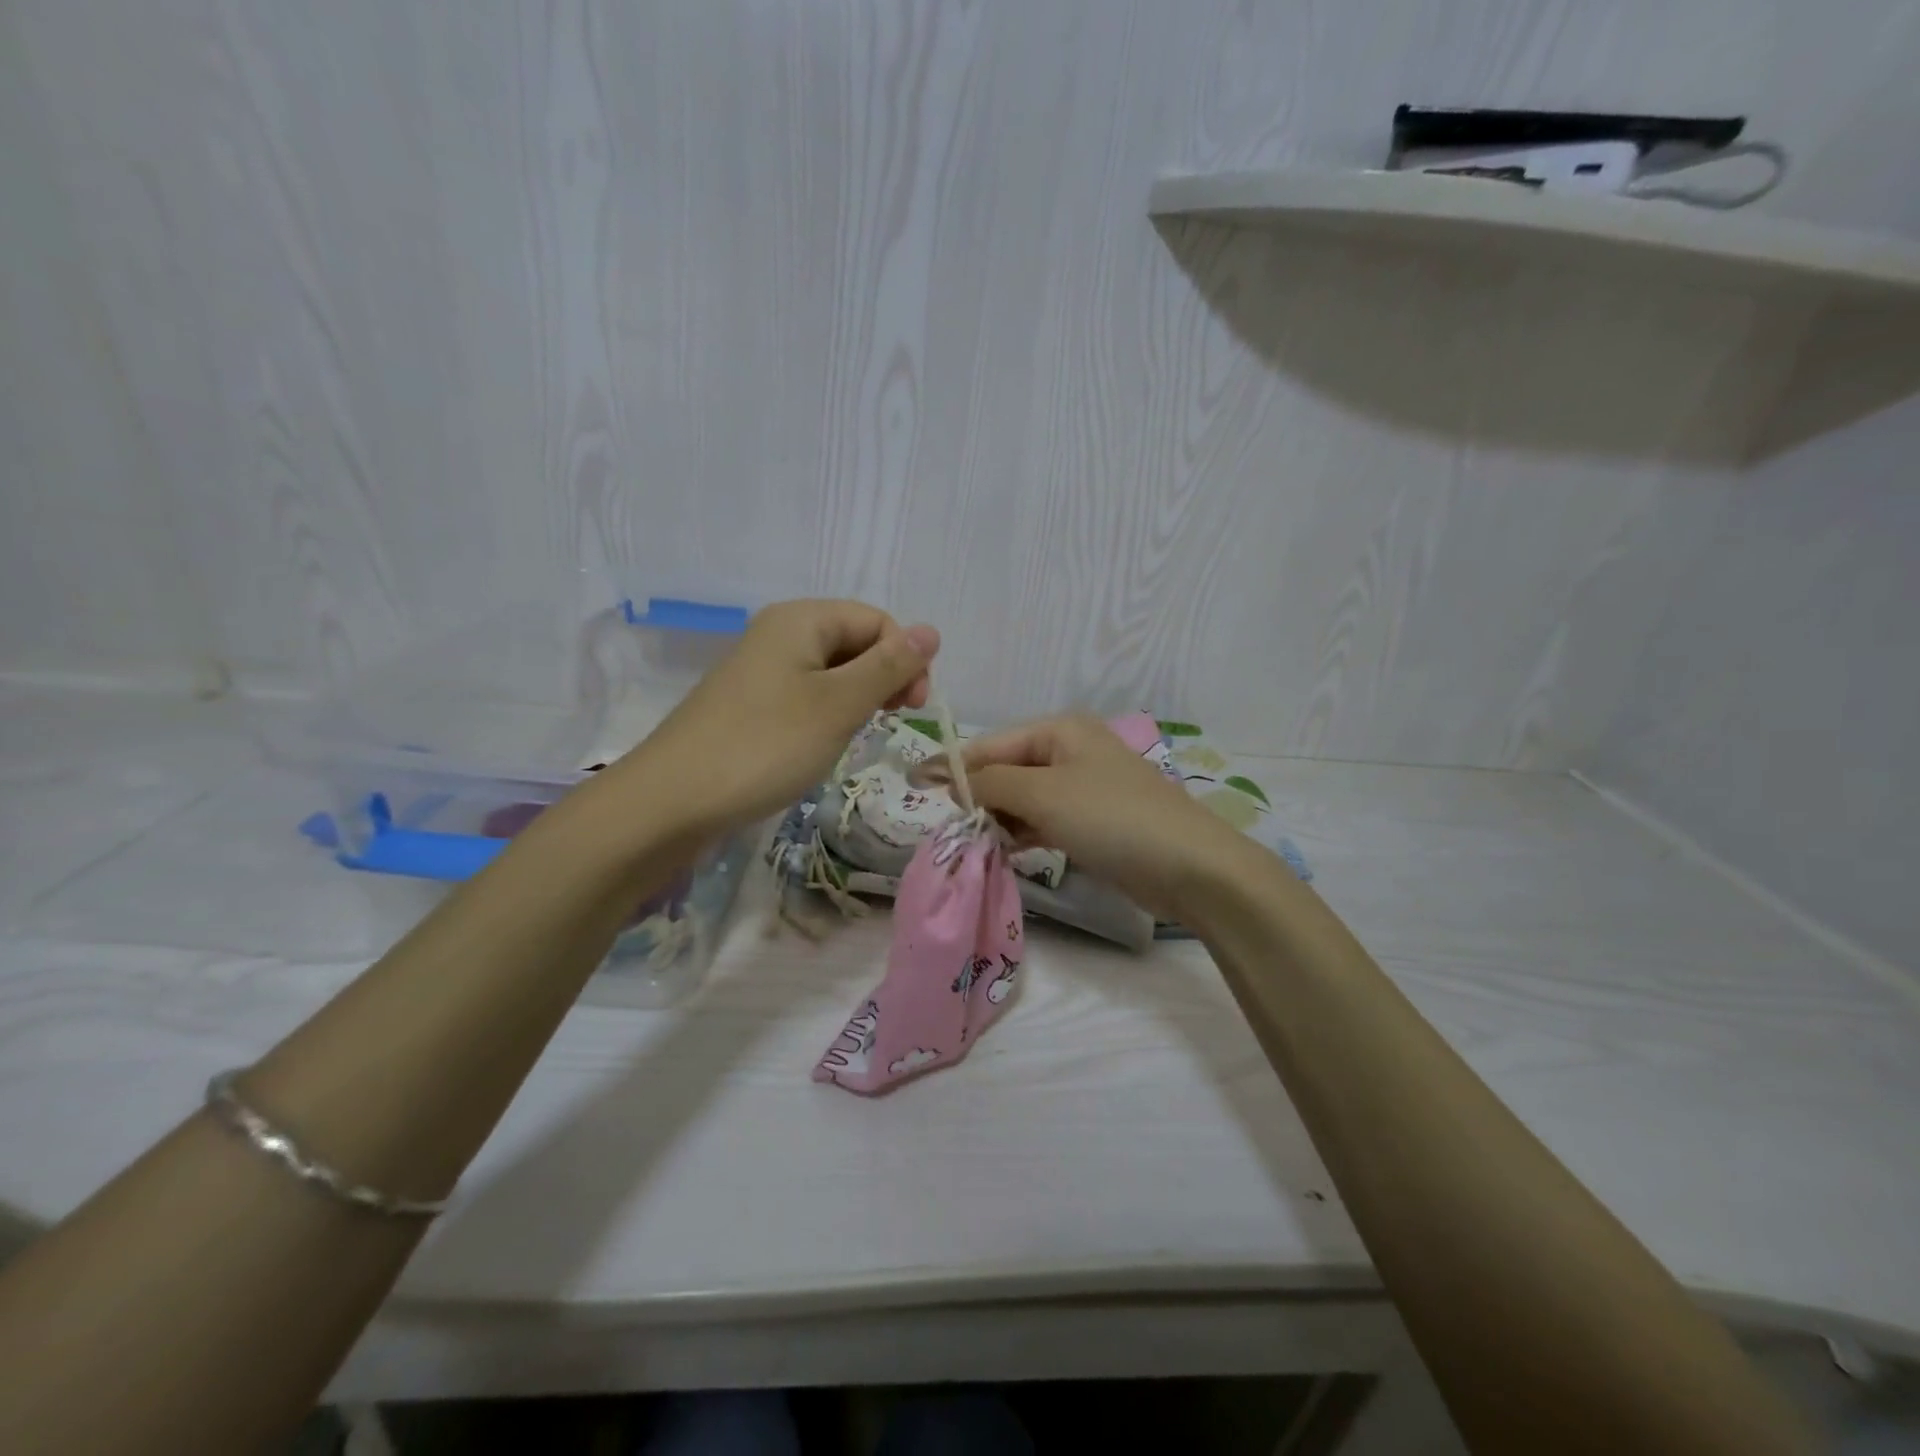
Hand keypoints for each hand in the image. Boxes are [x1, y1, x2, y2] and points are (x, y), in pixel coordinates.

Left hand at [629, 599, 938, 834]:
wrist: (673, 801)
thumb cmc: (766, 746)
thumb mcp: (839, 705)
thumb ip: (889, 667)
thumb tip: (932, 631)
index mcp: (801, 619)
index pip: (877, 621)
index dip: (905, 659)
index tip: (912, 709)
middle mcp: (780, 633)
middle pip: (854, 641)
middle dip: (882, 678)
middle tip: (888, 723)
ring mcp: (761, 669)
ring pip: (832, 672)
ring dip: (856, 699)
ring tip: (854, 736)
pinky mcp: (750, 704)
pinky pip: (805, 695)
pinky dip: (827, 714)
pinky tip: (823, 744)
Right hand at [962, 714, 1251, 921]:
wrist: (1189, 867)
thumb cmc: (1111, 817)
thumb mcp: (1043, 794)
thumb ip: (990, 783)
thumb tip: (949, 779)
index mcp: (1059, 731)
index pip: (992, 744)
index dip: (954, 767)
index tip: (916, 790)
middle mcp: (1070, 752)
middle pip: (1007, 770)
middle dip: (980, 797)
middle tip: (953, 828)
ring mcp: (1083, 788)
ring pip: (1024, 799)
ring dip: (999, 820)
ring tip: (976, 844)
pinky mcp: (1092, 823)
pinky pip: (1044, 821)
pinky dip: (1023, 834)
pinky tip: (1006, 852)